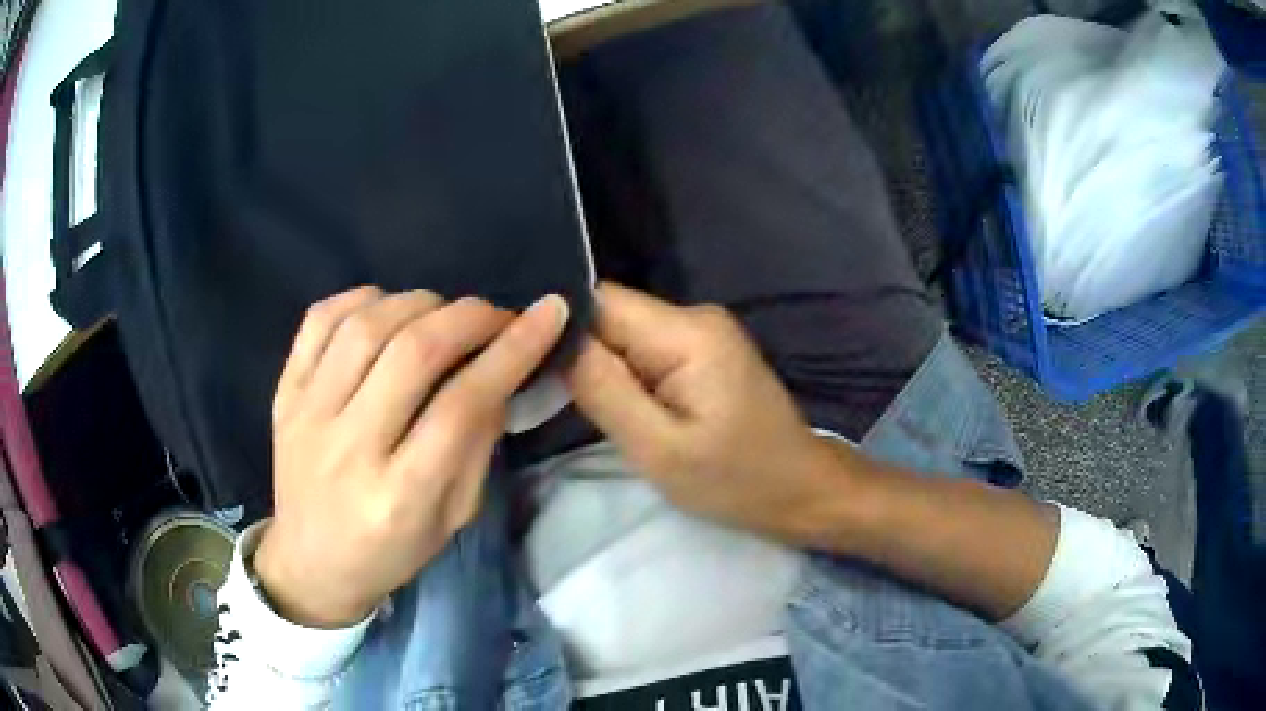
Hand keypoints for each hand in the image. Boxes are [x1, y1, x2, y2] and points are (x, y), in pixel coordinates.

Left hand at [255, 287, 568, 627]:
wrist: (309, 564)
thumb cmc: (390, 553)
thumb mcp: (452, 519)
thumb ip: (477, 446)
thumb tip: (500, 372)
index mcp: (400, 496)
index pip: (462, 405)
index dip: (511, 351)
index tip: (548, 314)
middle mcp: (349, 448)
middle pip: (413, 352)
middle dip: (469, 317)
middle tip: (496, 316)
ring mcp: (307, 415)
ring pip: (367, 326)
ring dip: (419, 303)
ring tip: (443, 314)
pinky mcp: (284, 393)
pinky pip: (319, 320)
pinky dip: (361, 298)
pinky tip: (386, 309)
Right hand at [565, 283, 842, 542]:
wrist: (799, 489)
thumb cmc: (735, 479)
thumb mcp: (658, 448)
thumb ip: (604, 390)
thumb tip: (553, 336)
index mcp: (687, 332)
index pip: (599, 302)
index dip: (559, 324)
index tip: (525, 357)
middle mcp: (695, 316)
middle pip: (611, 314)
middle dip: (578, 350)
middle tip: (547, 391)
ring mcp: (703, 331)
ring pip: (625, 333)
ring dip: (600, 365)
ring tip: (577, 402)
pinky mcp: (704, 352)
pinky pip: (646, 348)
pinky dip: (624, 373)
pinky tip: (616, 402)